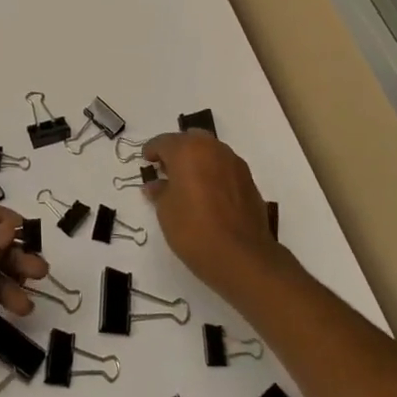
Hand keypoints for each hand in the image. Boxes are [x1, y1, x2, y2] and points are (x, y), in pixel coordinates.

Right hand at [142, 131, 285, 302]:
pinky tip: (208, 194)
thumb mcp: (165, 211)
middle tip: (167, 169)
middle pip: (191, 140)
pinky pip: (225, 168)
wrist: (241, 256)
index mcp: (188, 150)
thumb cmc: (193, 228)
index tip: (147, 160)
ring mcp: (235, 164)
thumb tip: (155, 185)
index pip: (164, 142)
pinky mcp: (249, 181)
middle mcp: (213, 149)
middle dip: (177, 150)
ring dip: (198, 160)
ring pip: (211, 152)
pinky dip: (214, 174)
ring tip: (188, 182)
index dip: (152, 151)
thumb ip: (159, 191)